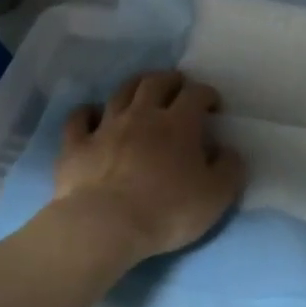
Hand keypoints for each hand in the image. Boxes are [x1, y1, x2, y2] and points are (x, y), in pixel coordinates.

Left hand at [53, 70, 244, 265]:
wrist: (105, 226)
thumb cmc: (166, 211)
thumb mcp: (216, 196)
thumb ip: (229, 169)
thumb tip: (228, 151)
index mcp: (178, 124)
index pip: (195, 94)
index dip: (207, 94)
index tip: (213, 105)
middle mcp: (142, 116)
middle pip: (156, 83)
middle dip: (170, 80)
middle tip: (178, 86)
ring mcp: (106, 127)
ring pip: (120, 93)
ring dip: (135, 86)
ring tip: (142, 90)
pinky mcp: (76, 145)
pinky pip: (79, 118)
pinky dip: (87, 112)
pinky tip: (91, 114)